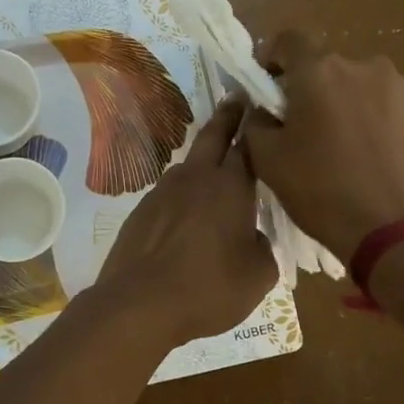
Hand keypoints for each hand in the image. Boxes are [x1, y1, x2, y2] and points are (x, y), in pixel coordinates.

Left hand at [95, 97, 276, 344]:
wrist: (139, 304)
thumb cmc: (209, 288)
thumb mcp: (259, 275)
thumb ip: (265, 248)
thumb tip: (254, 236)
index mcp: (230, 186)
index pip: (249, 144)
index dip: (258, 125)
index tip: (264, 107)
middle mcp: (196, 178)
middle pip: (213, 135)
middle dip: (228, 115)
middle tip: (237, 98)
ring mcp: (163, 191)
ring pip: (189, 165)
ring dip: (203, 159)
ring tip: (215, 169)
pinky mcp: (141, 211)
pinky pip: (170, 193)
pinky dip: (183, 194)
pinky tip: (187, 216)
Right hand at [242, 30, 403, 260]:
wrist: (395, 231)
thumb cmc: (322, 191)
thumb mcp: (267, 159)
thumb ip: (255, 122)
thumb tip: (262, 109)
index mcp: (320, 71)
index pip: (289, 40)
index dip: (272, 58)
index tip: (268, 88)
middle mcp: (362, 67)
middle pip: (325, 67)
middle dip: (308, 90)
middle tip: (301, 129)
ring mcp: (398, 90)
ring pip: (356, 87)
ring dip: (342, 105)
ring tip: (339, 148)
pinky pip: (383, 108)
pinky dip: (370, 123)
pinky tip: (368, 159)